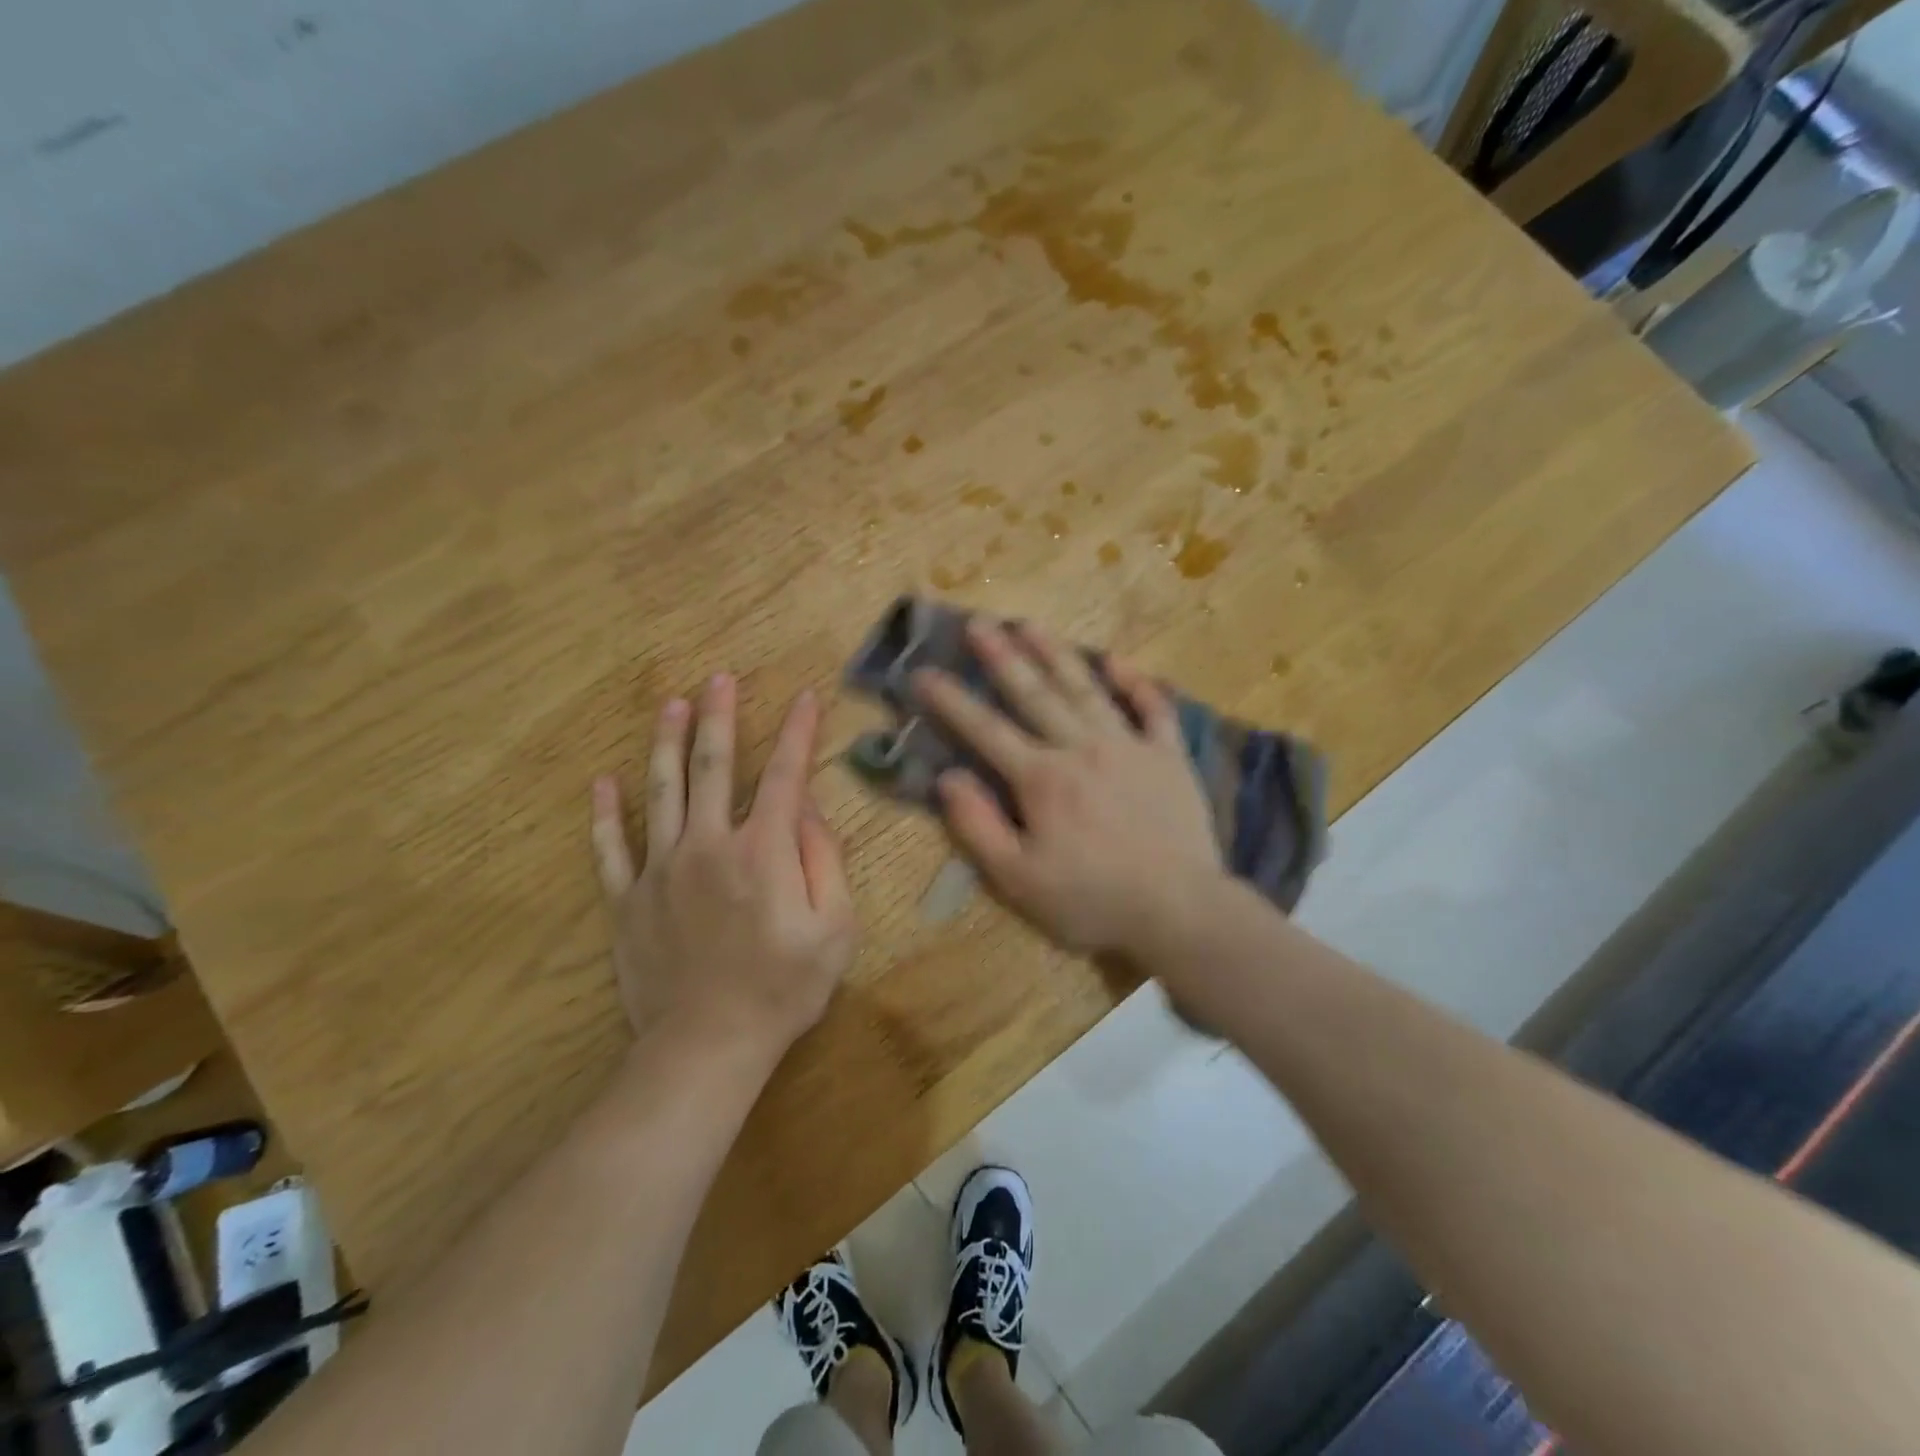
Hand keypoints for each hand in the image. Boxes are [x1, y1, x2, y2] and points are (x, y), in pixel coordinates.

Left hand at [591, 675, 856, 1065]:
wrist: (709, 1045)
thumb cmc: (784, 987)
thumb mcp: (834, 926)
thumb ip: (824, 859)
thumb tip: (806, 808)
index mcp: (762, 849)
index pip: (783, 774)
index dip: (796, 732)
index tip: (803, 697)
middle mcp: (708, 844)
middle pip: (712, 767)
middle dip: (719, 718)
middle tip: (718, 678)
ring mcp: (661, 870)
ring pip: (660, 792)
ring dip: (666, 744)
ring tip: (670, 705)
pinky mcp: (628, 900)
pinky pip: (611, 849)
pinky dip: (605, 814)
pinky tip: (602, 783)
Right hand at [913, 620, 1225, 958]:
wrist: (1180, 910)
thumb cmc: (1092, 900)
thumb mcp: (1018, 879)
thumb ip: (978, 826)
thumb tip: (948, 778)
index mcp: (1041, 778)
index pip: (985, 730)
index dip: (951, 701)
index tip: (923, 672)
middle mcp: (1081, 748)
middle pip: (1034, 694)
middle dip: (1001, 657)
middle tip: (978, 623)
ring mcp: (1129, 746)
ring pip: (1085, 689)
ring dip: (1055, 654)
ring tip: (1030, 624)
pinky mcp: (1168, 756)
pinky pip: (1152, 708)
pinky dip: (1135, 682)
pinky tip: (1116, 660)